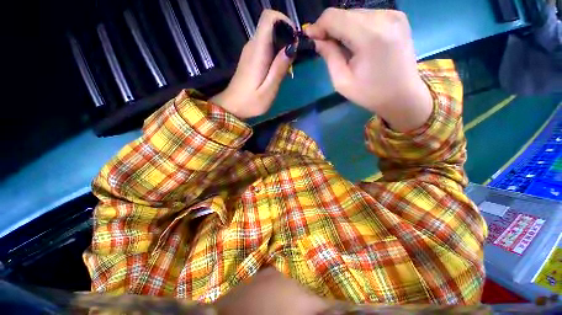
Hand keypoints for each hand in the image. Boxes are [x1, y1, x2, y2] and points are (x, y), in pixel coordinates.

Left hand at [210, 10, 294, 119]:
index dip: (284, 21)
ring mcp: (250, 51)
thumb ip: (279, 69)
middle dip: (286, 36)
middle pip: (271, 25)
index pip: (269, 17)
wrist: (232, 106)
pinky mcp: (250, 58)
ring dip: (281, 46)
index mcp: (258, 51)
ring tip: (288, 65)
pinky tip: (277, 68)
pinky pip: (265, 46)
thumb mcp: (268, 90)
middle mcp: (252, 45)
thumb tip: (291, 47)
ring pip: (269, 36)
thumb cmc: (250, 102)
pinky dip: (275, 52)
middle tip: (294, 57)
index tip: (294, 40)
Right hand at [305, 9, 432, 131]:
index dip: (319, 26)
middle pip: (344, 13)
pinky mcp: (398, 17)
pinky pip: (368, 16)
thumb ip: (329, 56)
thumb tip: (317, 40)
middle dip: (331, 28)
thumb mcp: (342, 82)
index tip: (312, 40)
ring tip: (344, 48)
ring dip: (344, 28)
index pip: (333, 16)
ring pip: (356, 13)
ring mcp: (394, 15)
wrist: (403, 95)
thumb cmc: (370, 94)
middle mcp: (384, 17)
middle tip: (326, 47)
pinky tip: (358, 43)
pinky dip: (357, 27)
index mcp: (369, 36)